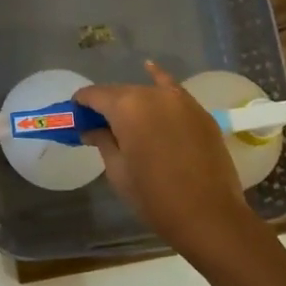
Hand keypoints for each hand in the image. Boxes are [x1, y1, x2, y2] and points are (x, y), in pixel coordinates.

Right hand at [76, 63, 272, 270]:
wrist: (209, 216)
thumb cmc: (155, 198)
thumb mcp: (118, 171)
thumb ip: (103, 142)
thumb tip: (92, 129)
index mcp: (126, 108)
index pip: (95, 95)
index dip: (81, 104)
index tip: (75, 116)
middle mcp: (152, 95)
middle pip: (120, 92)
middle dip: (106, 105)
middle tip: (98, 125)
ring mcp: (180, 100)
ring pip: (146, 93)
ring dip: (132, 103)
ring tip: (126, 119)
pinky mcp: (199, 112)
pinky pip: (173, 90)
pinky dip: (160, 80)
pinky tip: (150, 68)